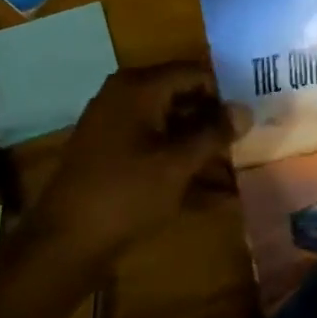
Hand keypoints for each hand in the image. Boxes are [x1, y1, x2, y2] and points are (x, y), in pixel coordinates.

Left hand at [31, 62, 235, 267]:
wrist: (64, 244)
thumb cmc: (126, 193)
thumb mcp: (178, 163)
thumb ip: (214, 133)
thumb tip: (245, 110)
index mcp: (139, 87)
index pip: (193, 73)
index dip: (225, 91)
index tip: (252, 112)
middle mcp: (125, 98)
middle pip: (182, 99)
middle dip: (215, 122)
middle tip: (250, 140)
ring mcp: (116, 128)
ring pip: (170, 128)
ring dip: (202, 149)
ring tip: (238, 171)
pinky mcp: (112, 158)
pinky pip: (155, 151)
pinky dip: (181, 167)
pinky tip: (214, 195)